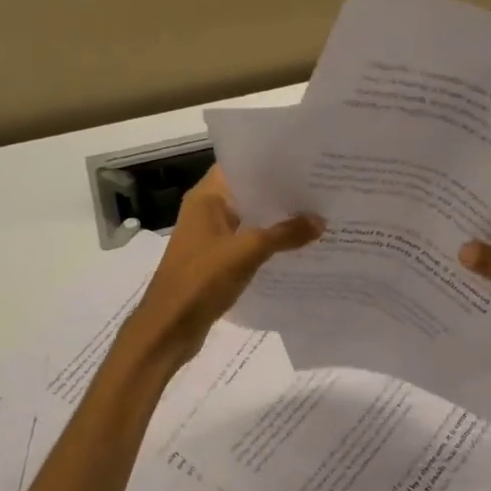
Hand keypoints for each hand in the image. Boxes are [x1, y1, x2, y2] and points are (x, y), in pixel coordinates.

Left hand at [119, 168, 321, 370]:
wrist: (169, 328)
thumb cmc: (201, 280)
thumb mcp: (247, 252)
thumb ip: (284, 235)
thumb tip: (320, 220)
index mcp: (206, 198)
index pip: (241, 166)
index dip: (271, 162)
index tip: (305, 162)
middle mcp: (207, 211)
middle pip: (249, 194)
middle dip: (281, 193)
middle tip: (321, 188)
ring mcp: (211, 238)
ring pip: (250, 220)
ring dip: (277, 221)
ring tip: (317, 214)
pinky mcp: (216, 261)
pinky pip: (248, 244)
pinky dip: (269, 244)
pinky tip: (297, 248)